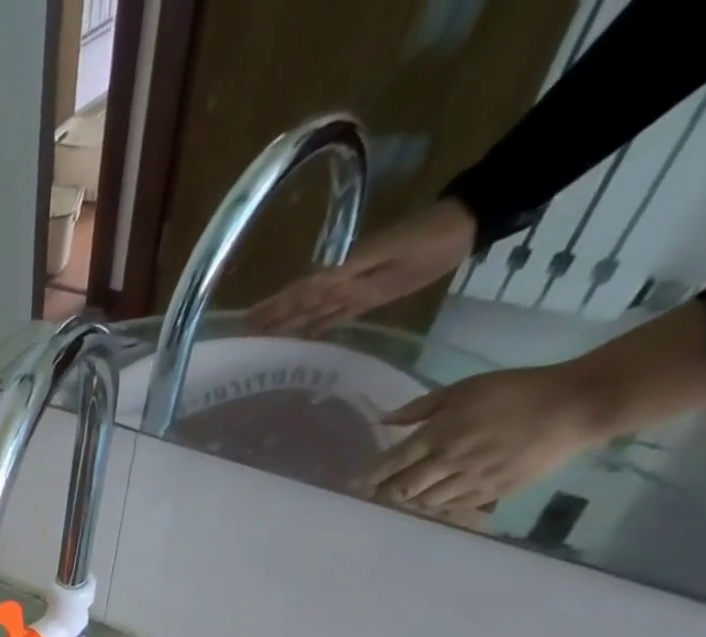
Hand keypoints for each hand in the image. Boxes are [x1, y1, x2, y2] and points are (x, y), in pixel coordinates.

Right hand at [248, 199, 476, 335]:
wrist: (464, 227)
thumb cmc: (428, 239)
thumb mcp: (389, 254)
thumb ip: (351, 272)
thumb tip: (312, 289)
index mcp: (341, 272)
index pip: (299, 293)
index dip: (272, 306)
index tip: (244, 321)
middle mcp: (340, 283)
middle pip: (299, 304)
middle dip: (271, 318)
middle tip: (241, 335)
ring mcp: (353, 291)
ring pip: (312, 312)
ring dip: (288, 325)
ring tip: (261, 340)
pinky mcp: (368, 297)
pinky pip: (335, 316)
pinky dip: (316, 327)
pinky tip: (300, 338)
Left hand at [363, 363, 604, 511]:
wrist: (577, 405)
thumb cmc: (517, 390)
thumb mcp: (464, 389)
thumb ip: (420, 408)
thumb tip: (383, 420)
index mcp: (436, 436)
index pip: (387, 465)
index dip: (366, 477)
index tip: (352, 484)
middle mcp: (447, 463)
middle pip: (399, 490)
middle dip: (382, 494)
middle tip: (376, 492)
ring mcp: (469, 481)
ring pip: (421, 502)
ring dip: (407, 501)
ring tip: (404, 495)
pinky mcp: (491, 493)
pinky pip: (450, 508)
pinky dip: (434, 507)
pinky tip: (432, 500)